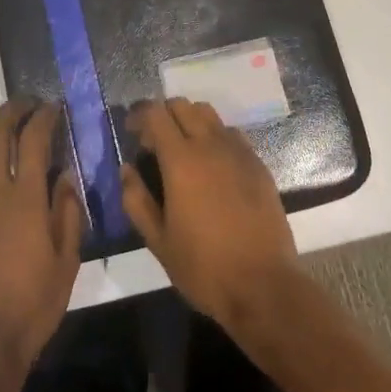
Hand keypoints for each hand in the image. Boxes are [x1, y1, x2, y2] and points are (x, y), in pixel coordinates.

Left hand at [0, 102, 82, 391]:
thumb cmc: (32, 306)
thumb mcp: (66, 263)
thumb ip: (68, 214)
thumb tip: (65, 176)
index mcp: (24, 199)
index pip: (33, 140)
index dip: (44, 117)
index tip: (55, 106)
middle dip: (13, 110)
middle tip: (30, 104)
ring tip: (7, 122)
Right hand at [120, 99, 299, 329]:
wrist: (264, 286)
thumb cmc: (204, 267)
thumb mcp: (158, 241)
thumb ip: (136, 200)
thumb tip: (127, 170)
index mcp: (181, 160)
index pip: (155, 114)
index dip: (139, 116)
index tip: (131, 132)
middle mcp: (210, 145)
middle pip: (183, 105)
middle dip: (163, 115)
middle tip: (154, 142)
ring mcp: (238, 152)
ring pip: (209, 114)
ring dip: (190, 121)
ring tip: (183, 150)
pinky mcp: (258, 165)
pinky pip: (231, 134)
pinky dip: (215, 137)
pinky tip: (213, 166)